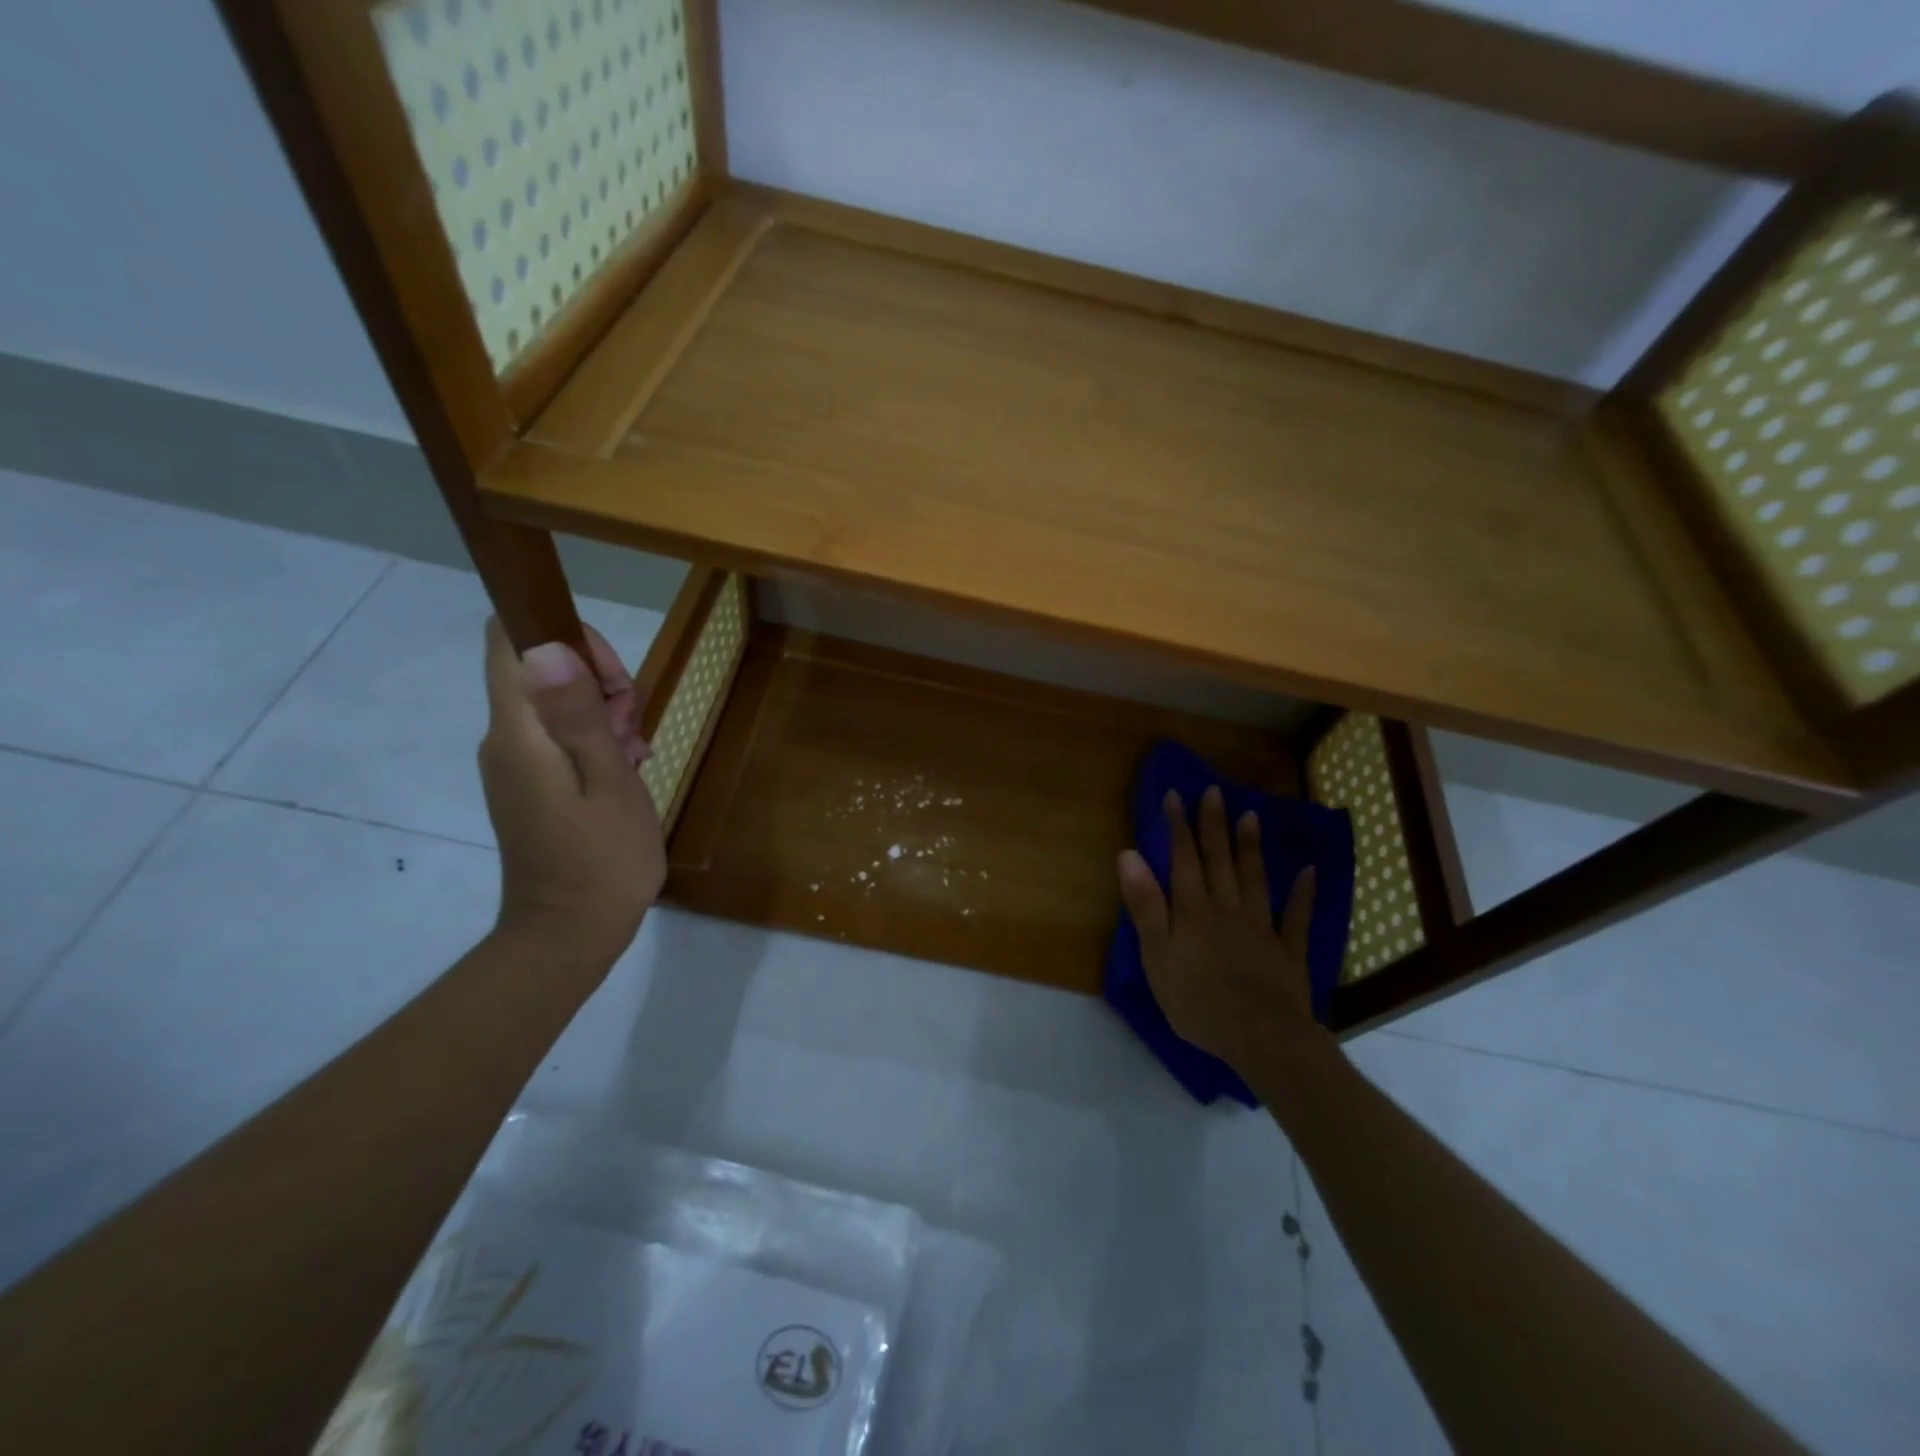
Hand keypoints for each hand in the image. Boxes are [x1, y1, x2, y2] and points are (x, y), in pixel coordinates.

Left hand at [479, 619, 665, 966]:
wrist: (570, 934)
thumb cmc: (602, 858)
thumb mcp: (608, 781)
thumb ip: (579, 714)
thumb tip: (547, 647)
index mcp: (518, 731)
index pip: (510, 640)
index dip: (562, 634)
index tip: (610, 674)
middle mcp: (505, 738)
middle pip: (540, 667)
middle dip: (598, 680)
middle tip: (632, 726)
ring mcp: (515, 762)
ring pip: (557, 702)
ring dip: (604, 713)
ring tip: (635, 754)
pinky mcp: (529, 784)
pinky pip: (560, 736)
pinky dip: (597, 739)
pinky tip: (628, 767)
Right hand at [1117, 785, 1323, 1078]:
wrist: (1261, 1038)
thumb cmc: (1197, 1000)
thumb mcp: (1156, 955)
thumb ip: (1144, 904)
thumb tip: (1129, 854)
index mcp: (1193, 910)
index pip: (1183, 860)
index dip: (1178, 826)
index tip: (1175, 794)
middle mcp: (1227, 909)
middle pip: (1219, 861)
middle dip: (1214, 825)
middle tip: (1215, 792)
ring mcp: (1261, 928)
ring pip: (1254, 879)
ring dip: (1251, 847)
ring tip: (1251, 816)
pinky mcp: (1288, 952)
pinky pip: (1296, 917)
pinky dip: (1302, 893)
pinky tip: (1308, 872)